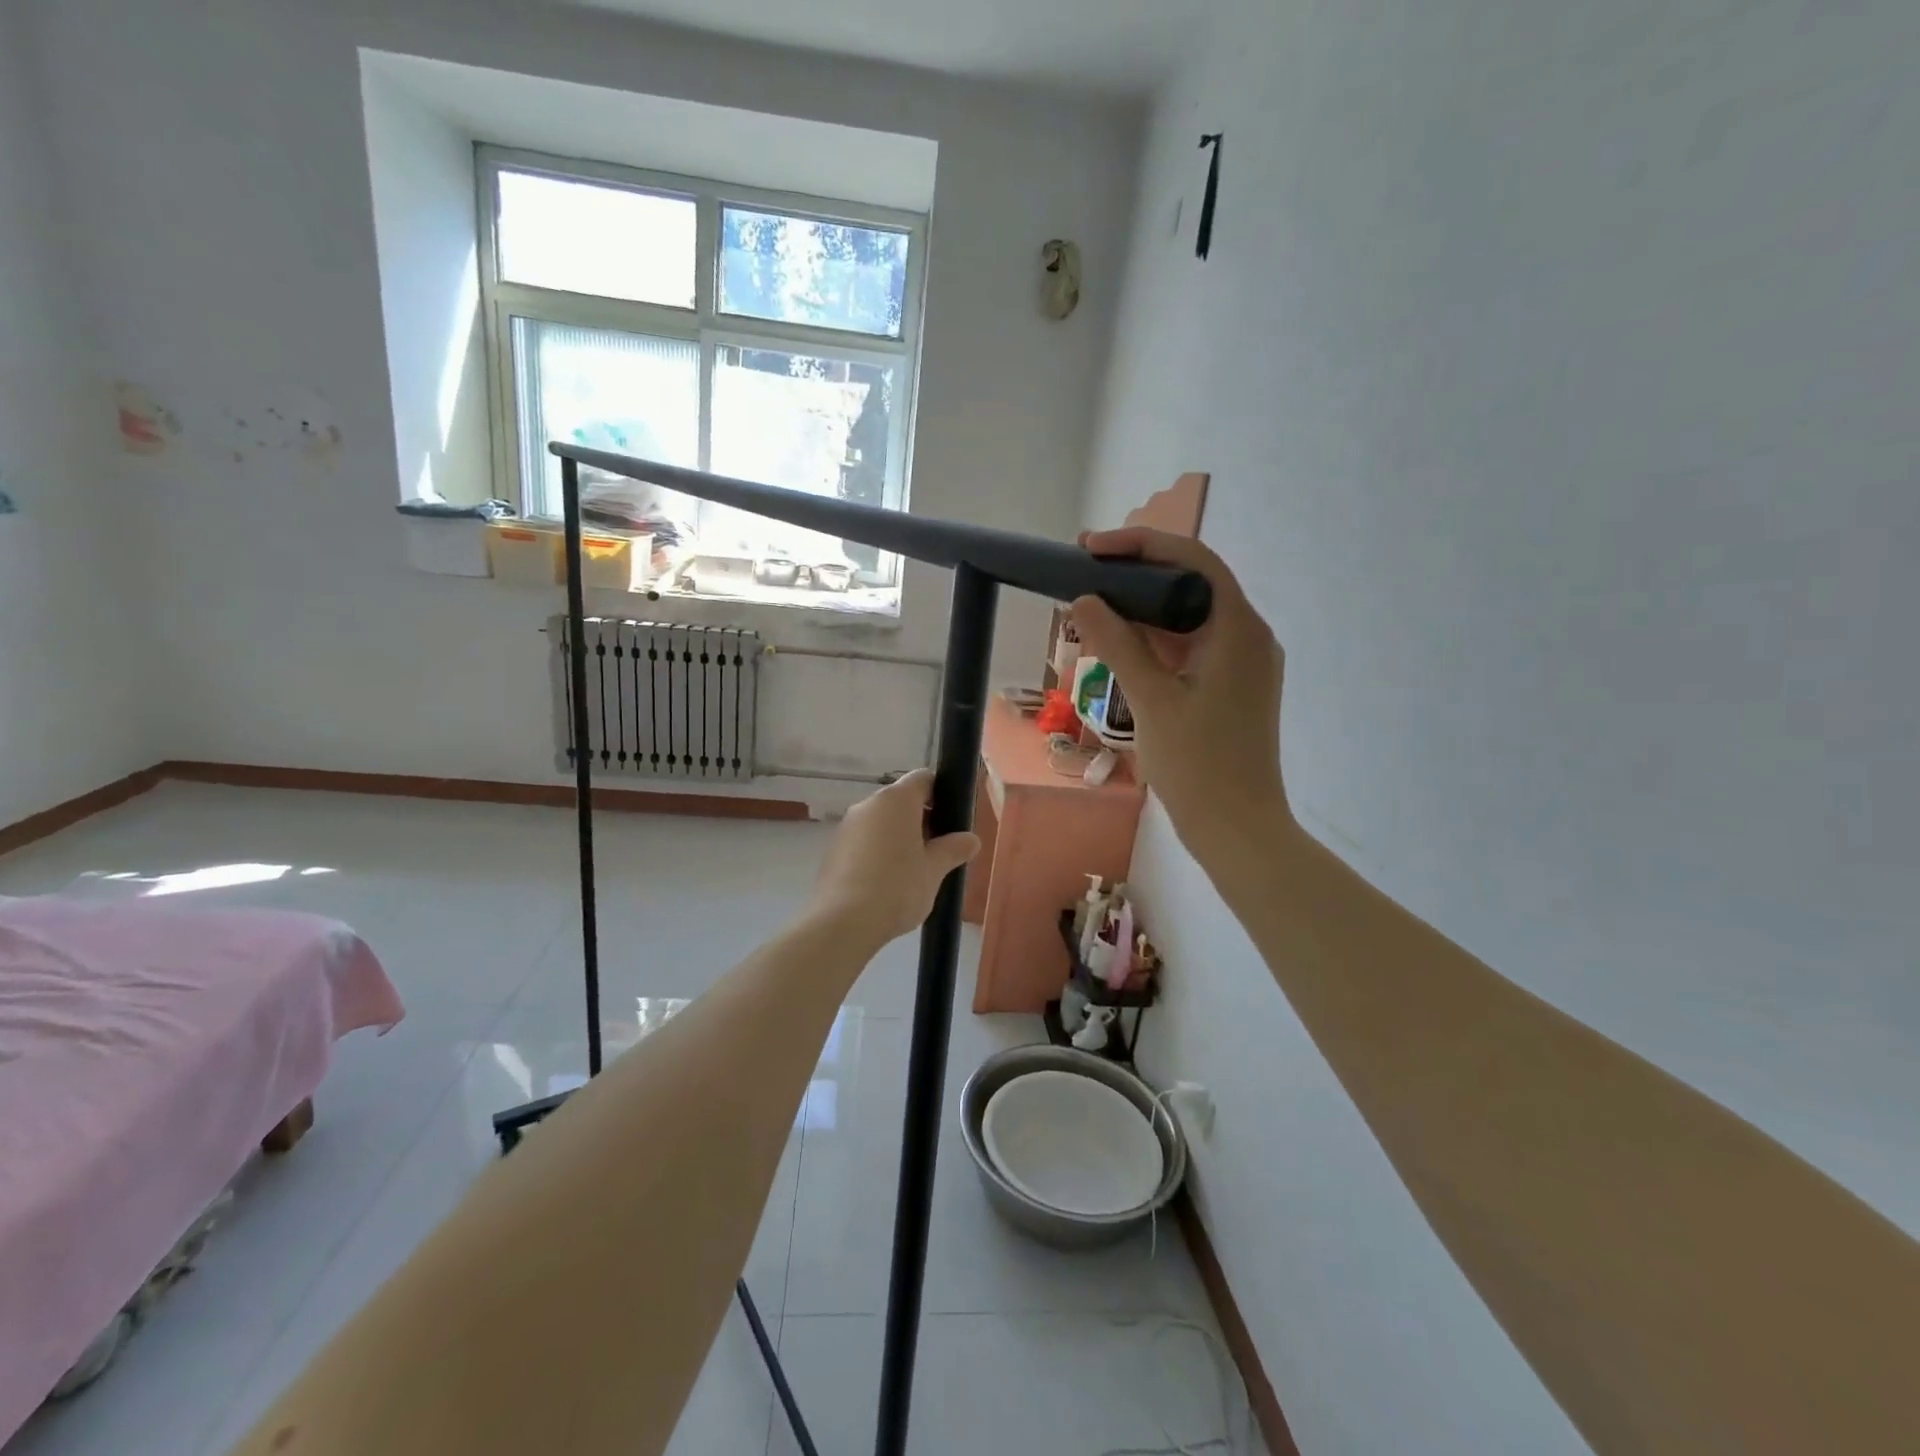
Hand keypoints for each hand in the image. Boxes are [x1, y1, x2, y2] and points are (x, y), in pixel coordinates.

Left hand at [810, 770, 979, 949]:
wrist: (843, 923)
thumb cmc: (897, 888)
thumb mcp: (934, 871)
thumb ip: (953, 850)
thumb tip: (971, 839)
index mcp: (896, 800)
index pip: (923, 779)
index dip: (940, 794)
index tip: (950, 821)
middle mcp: (868, 804)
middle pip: (900, 801)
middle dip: (920, 821)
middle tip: (936, 852)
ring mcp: (846, 826)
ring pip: (880, 822)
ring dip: (897, 838)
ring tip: (911, 872)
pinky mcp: (832, 849)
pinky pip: (862, 841)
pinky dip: (876, 853)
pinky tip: (884, 883)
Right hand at [1070, 528, 1288, 853]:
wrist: (1237, 829)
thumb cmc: (1198, 765)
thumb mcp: (1151, 700)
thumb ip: (1118, 644)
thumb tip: (1084, 601)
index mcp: (1238, 630)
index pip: (1193, 561)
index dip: (1142, 544)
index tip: (1093, 548)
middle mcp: (1248, 637)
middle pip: (1192, 584)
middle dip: (1138, 574)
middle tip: (1085, 571)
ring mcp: (1242, 664)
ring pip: (1189, 618)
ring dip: (1144, 610)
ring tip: (1093, 606)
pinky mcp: (1231, 687)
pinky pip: (1191, 647)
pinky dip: (1156, 641)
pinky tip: (1119, 645)